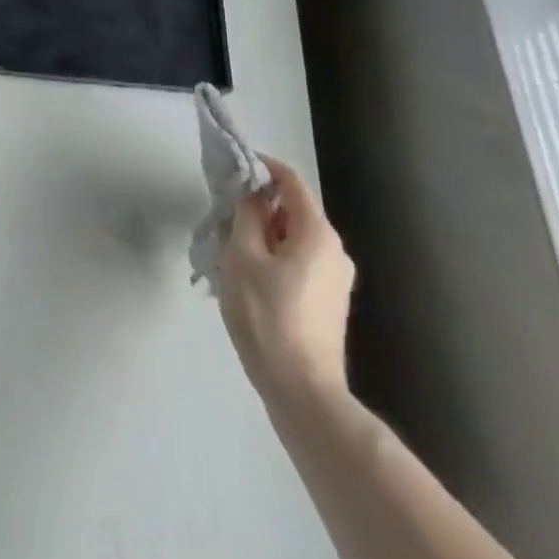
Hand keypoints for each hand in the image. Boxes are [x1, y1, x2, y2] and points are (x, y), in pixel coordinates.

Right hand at [218, 155, 354, 404]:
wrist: (303, 392)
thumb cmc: (267, 317)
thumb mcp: (242, 257)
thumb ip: (246, 215)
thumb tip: (250, 191)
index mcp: (317, 233)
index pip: (289, 180)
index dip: (260, 167)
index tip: (230, 168)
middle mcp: (334, 249)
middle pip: (292, 209)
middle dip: (257, 205)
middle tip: (222, 214)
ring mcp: (336, 278)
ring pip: (294, 237)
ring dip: (262, 233)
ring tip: (228, 248)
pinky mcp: (329, 301)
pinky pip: (299, 260)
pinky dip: (274, 255)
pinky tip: (248, 276)